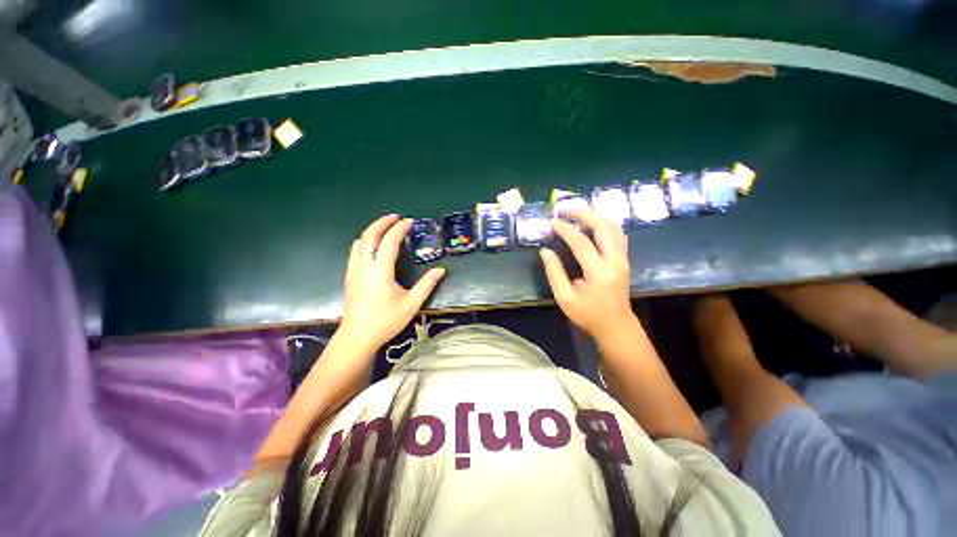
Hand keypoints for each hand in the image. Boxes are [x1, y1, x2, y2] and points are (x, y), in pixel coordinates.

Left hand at [339, 214, 445, 347]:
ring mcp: (354, 270)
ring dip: (372, 230)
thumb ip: (427, 285)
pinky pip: (355, 251)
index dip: (399, 229)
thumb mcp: (411, 304)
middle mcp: (364, 266)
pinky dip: (365, 241)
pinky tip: (373, 246)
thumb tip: (441, 270)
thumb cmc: (386, 320)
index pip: (389, 241)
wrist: (357, 337)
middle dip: (382, 222)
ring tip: (385, 228)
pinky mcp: (349, 276)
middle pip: (370, 235)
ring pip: (360, 242)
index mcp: (380, 270)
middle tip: (395, 217)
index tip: (409, 221)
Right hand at [539, 210, 636, 339]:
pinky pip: (617, 234)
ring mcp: (623, 259)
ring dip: (595, 215)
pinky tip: (592, 223)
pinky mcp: (624, 259)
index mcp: (599, 273)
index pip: (581, 243)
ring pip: (613, 227)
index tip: (552, 222)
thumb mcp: (565, 298)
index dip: (565, 230)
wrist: (616, 326)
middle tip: (565, 210)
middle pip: (603, 227)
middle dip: (583, 214)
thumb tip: (545, 251)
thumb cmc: (588, 315)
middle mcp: (615, 261)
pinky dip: (604, 223)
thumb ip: (554, 273)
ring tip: (577, 212)